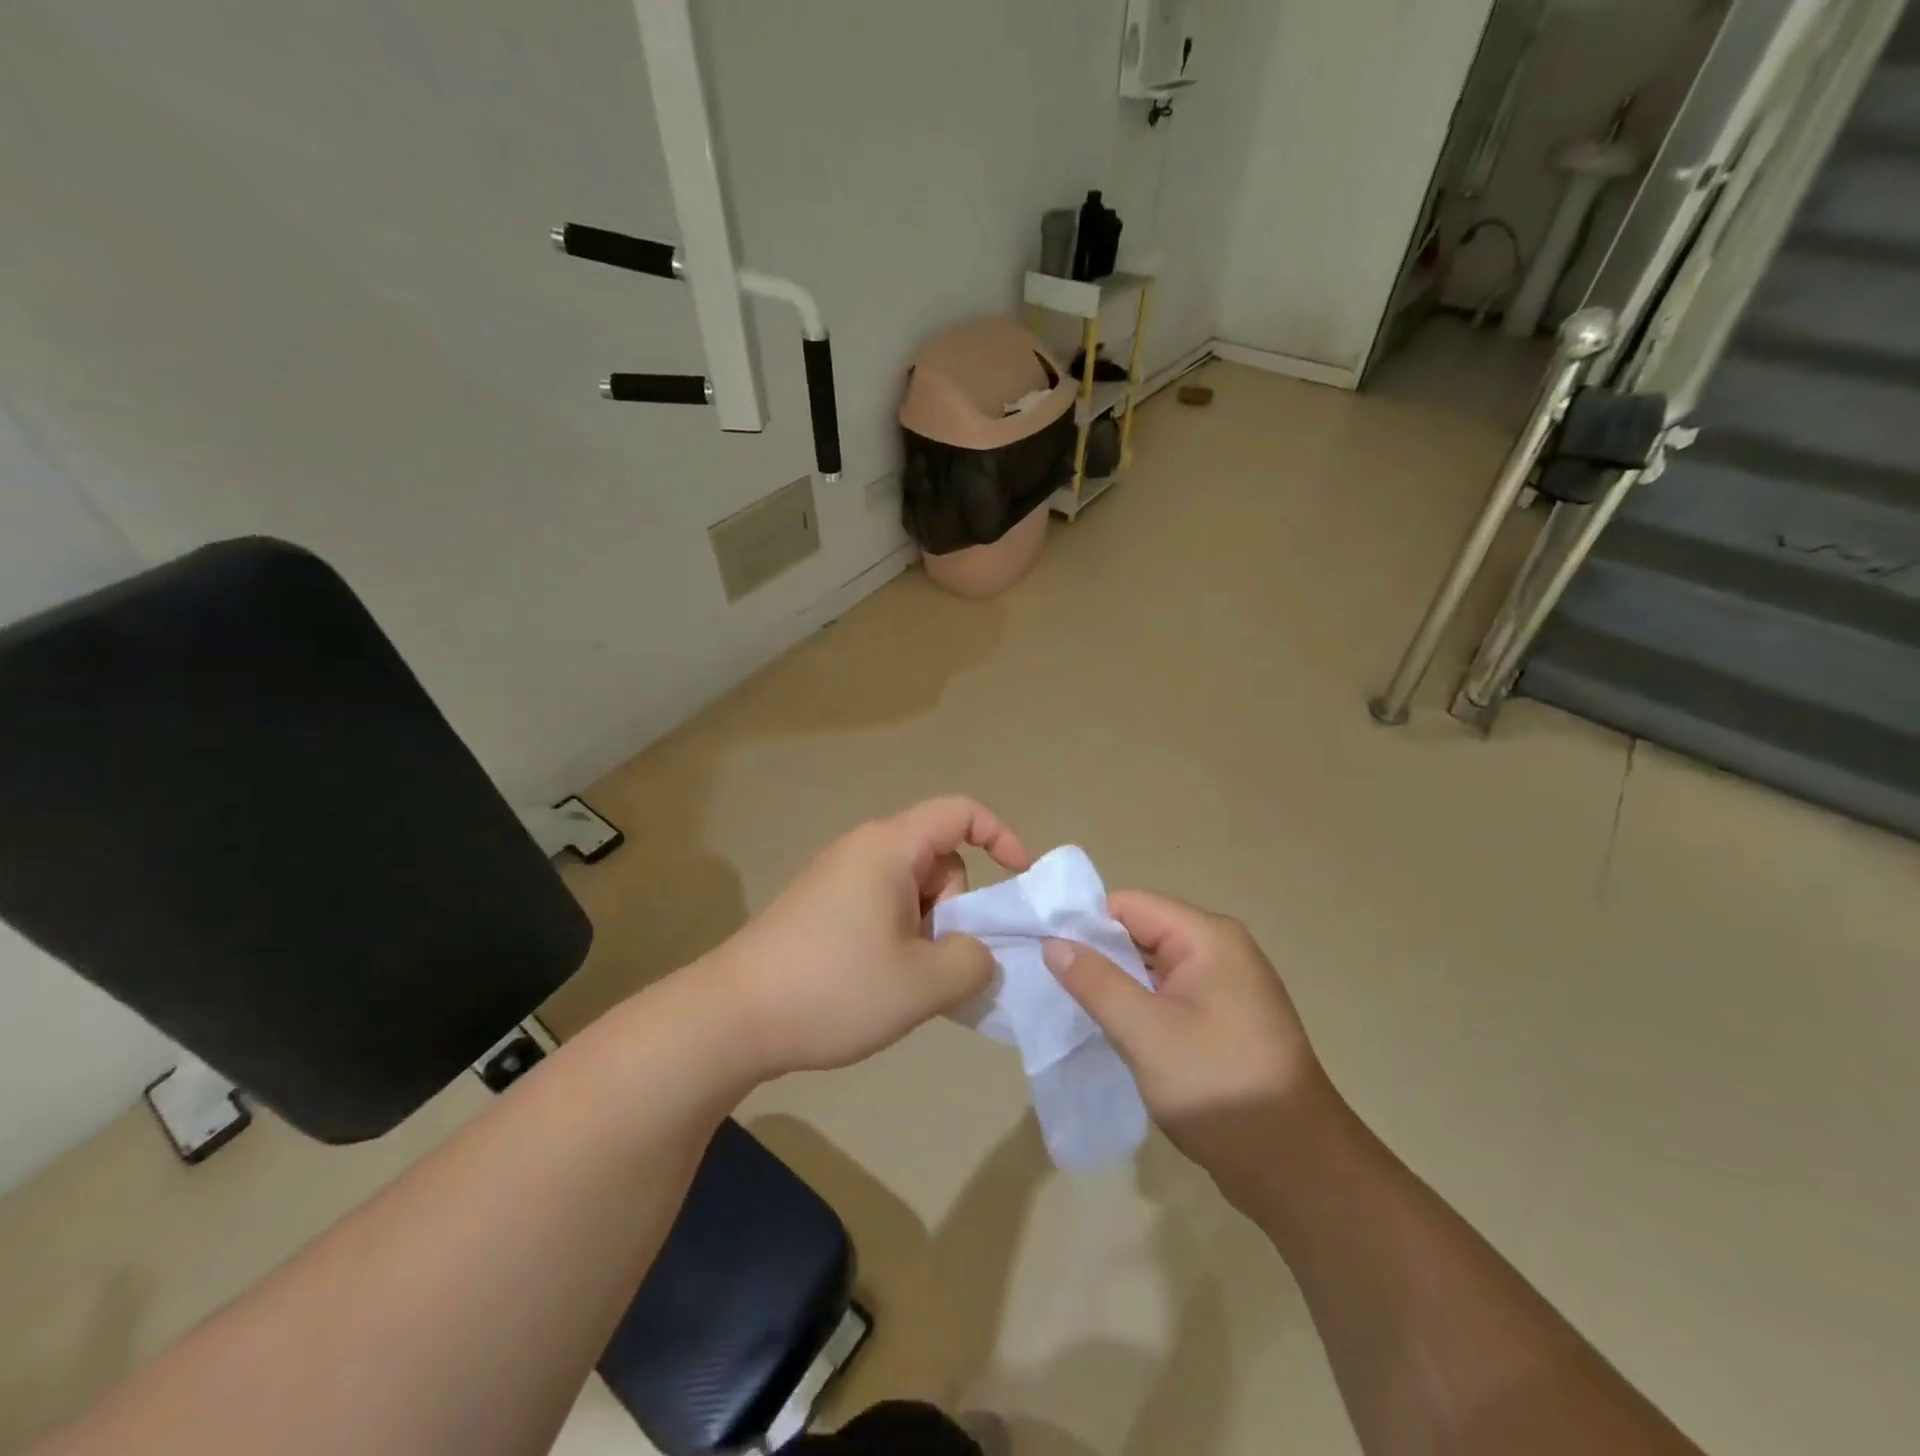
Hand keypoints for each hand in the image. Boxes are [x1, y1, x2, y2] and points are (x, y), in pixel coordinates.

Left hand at [704, 797, 1029, 1078]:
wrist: (731, 1018)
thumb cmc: (834, 988)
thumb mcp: (924, 983)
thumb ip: (974, 960)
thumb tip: (977, 950)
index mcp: (889, 847)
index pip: (960, 812)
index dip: (1001, 835)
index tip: (1019, 880)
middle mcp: (862, 850)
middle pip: (937, 859)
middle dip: (953, 907)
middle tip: (932, 961)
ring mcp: (836, 878)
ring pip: (910, 889)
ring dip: (925, 929)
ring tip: (901, 981)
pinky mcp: (819, 907)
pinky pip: (880, 906)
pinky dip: (897, 936)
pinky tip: (875, 982)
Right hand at [1042, 891, 1324, 1202]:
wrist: (1296, 1168)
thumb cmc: (1218, 1086)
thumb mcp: (1145, 1032)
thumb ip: (1096, 982)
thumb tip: (1054, 942)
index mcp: (1208, 937)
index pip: (1130, 905)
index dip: (1085, 923)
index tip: (1044, 950)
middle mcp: (1220, 950)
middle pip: (1141, 932)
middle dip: (1098, 954)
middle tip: (1050, 982)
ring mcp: (1225, 986)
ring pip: (1152, 966)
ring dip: (1117, 983)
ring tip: (1072, 1006)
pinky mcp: (1223, 1019)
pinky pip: (1169, 995)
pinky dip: (1139, 1005)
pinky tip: (1112, 1028)